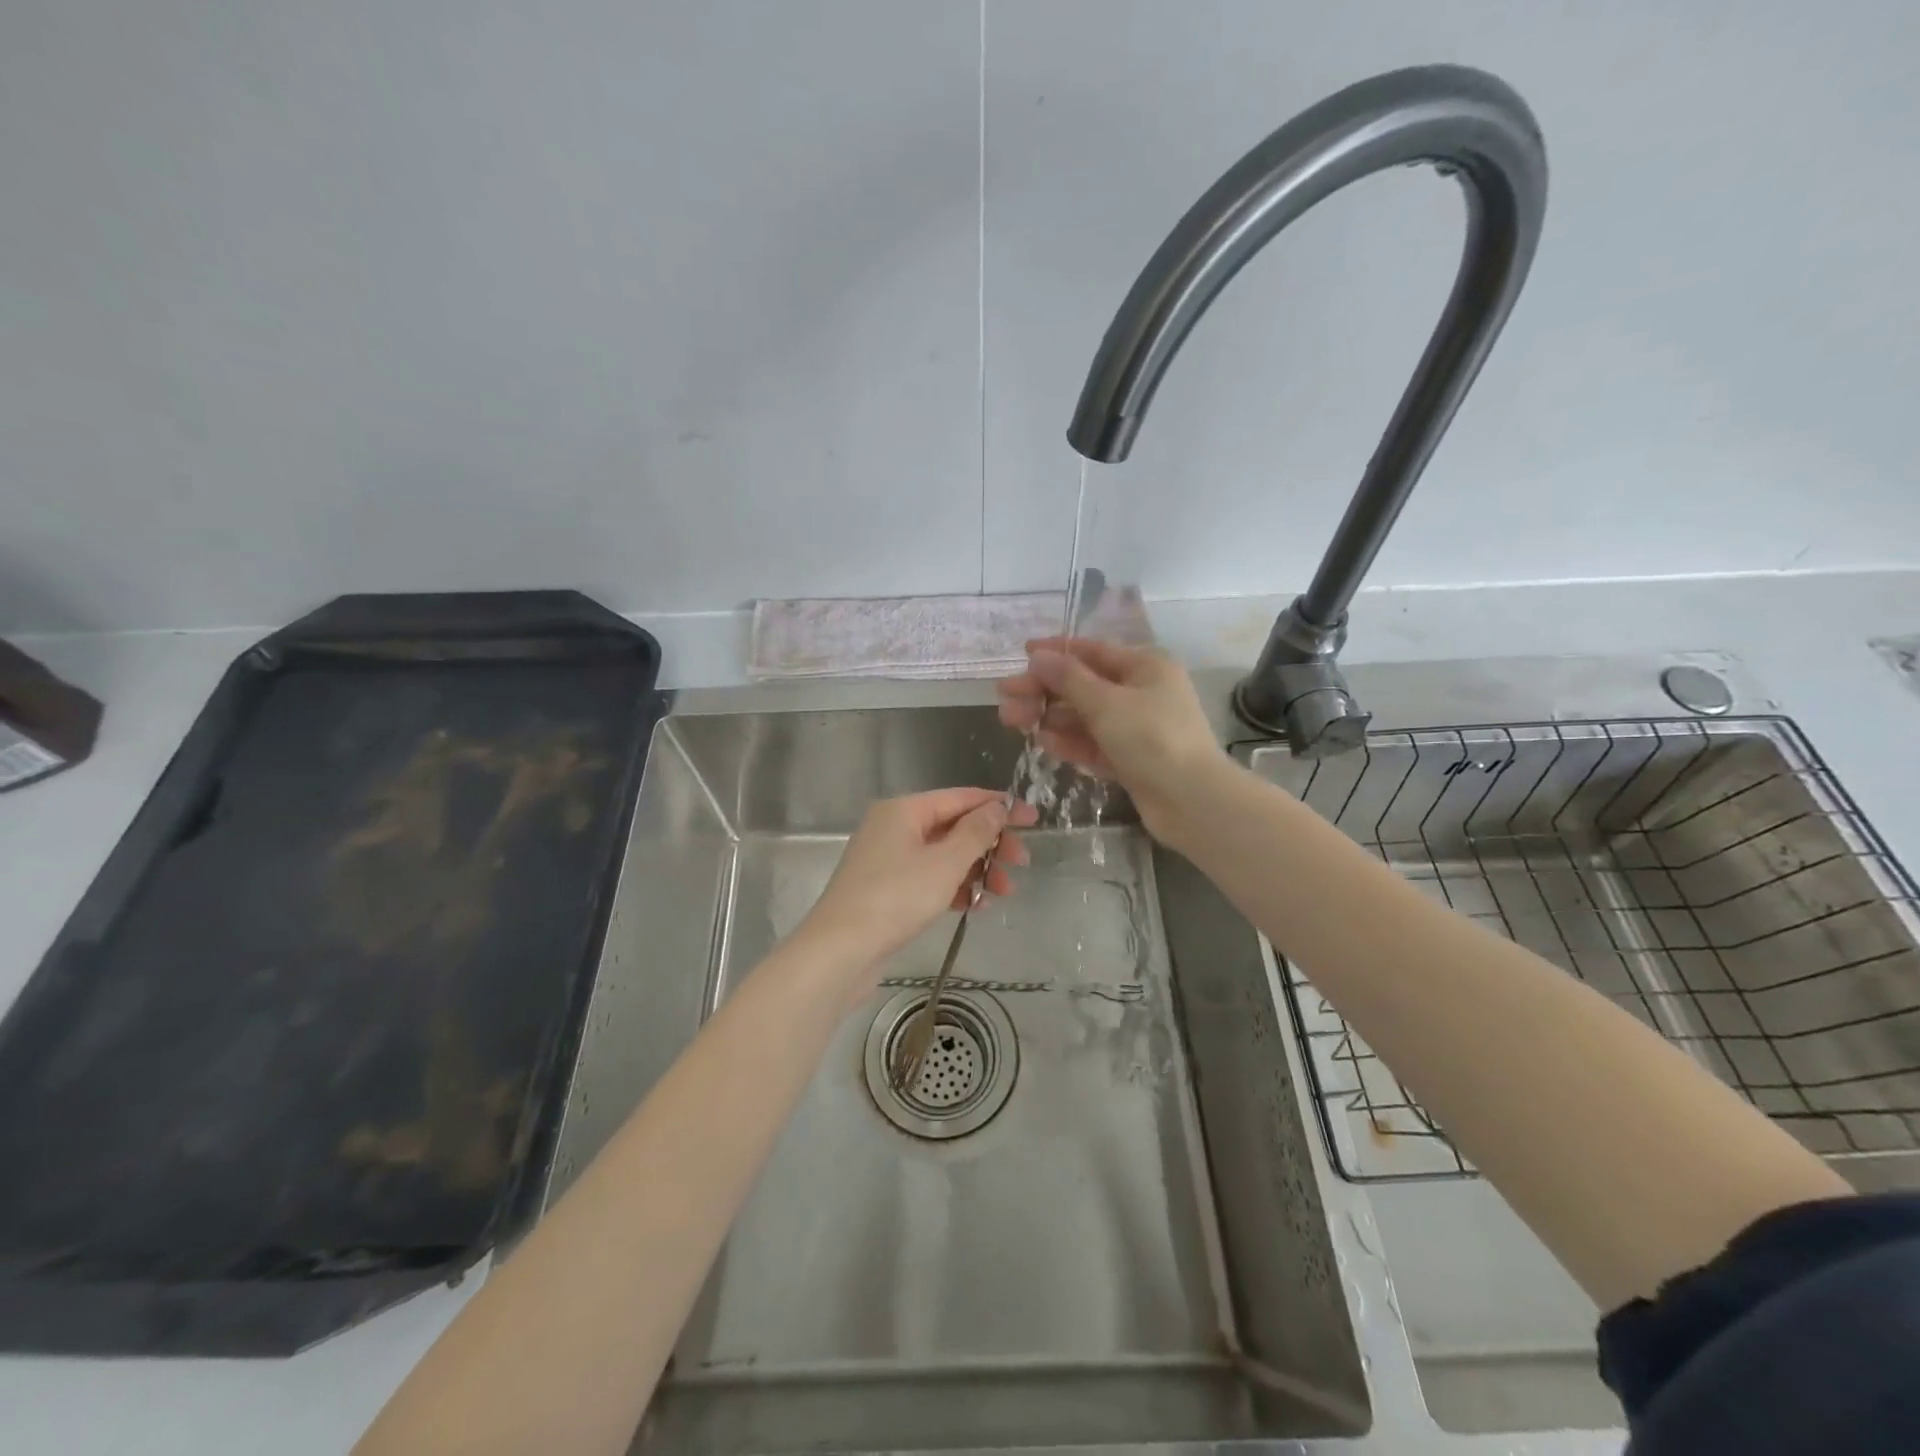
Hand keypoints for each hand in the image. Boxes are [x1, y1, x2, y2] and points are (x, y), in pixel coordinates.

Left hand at [800, 788, 1035, 984]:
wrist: (839, 952)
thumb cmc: (895, 899)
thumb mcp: (945, 864)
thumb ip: (976, 833)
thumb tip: (997, 807)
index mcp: (904, 810)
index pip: (961, 798)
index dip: (1000, 806)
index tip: (1034, 819)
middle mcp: (893, 827)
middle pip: (953, 826)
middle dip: (990, 844)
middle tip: (1021, 863)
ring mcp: (887, 859)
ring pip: (943, 855)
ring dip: (976, 869)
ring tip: (1004, 892)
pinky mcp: (886, 888)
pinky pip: (929, 878)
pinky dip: (953, 887)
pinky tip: (974, 906)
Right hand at [996, 637, 1224, 842]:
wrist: (1192, 801)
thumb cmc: (1152, 739)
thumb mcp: (1107, 703)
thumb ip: (1068, 679)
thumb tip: (1039, 657)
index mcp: (1145, 666)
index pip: (1092, 651)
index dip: (1055, 651)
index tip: (1021, 654)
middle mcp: (1141, 692)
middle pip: (1083, 685)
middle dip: (1043, 690)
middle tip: (1003, 696)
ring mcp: (1136, 728)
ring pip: (1084, 717)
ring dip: (1049, 716)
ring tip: (1011, 720)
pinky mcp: (1131, 759)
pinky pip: (1093, 744)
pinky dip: (1069, 742)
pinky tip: (1041, 742)